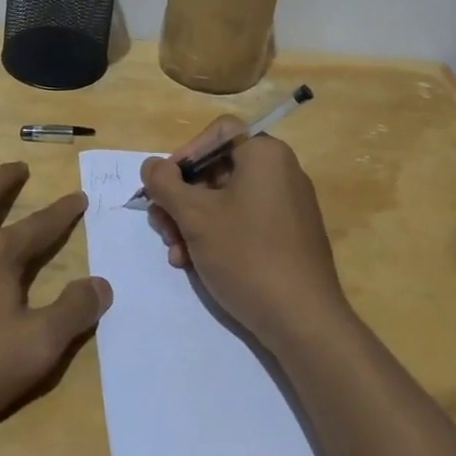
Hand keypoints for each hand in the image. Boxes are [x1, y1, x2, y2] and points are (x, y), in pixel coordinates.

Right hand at [140, 118, 350, 353]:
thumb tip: (151, 166)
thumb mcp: (194, 216)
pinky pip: (245, 221)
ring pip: (227, 199)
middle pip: (218, 168)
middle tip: (161, 225)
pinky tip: (195, 264)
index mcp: (265, 154)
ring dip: (193, 222)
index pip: (217, 133)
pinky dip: (217, 235)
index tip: (165, 186)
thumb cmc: (246, 255)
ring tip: (175, 253)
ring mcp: (288, 205)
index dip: (185, 154)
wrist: (303, 321)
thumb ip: (165, 184)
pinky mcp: (289, 236)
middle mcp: (281, 171)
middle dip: (182, 198)